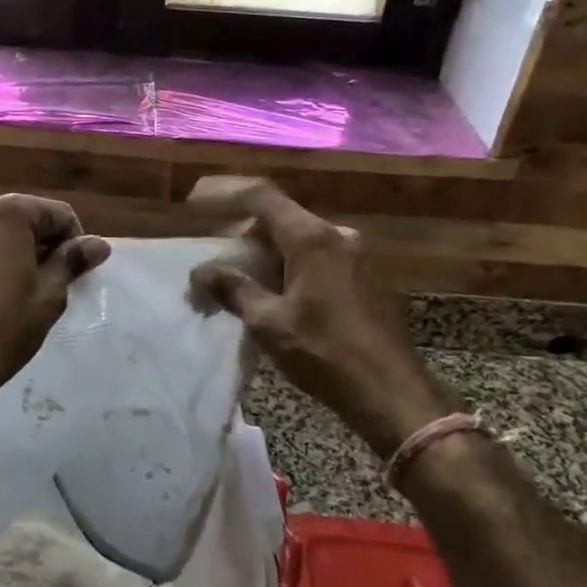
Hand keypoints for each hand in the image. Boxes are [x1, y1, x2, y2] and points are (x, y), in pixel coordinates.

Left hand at [0, 194, 110, 406]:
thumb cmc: (5, 327)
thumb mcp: (49, 295)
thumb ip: (71, 261)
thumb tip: (98, 244)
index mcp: (8, 213)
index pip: (56, 213)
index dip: (72, 239)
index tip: (74, 269)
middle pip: (17, 217)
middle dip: (35, 241)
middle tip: (45, 278)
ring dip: (0, 247)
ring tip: (7, 284)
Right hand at [188, 177, 459, 455]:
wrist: (392, 393)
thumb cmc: (326, 353)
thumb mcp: (269, 323)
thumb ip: (234, 289)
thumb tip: (201, 271)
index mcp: (312, 238)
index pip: (260, 196)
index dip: (223, 194)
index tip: (193, 203)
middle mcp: (337, 236)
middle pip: (279, 218)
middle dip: (241, 235)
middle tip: (213, 260)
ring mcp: (356, 256)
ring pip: (299, 241)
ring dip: (265, 255)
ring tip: (238, 284)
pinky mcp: (365, 278)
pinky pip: (317, 259)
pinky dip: (289, 268)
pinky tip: (275, 297)